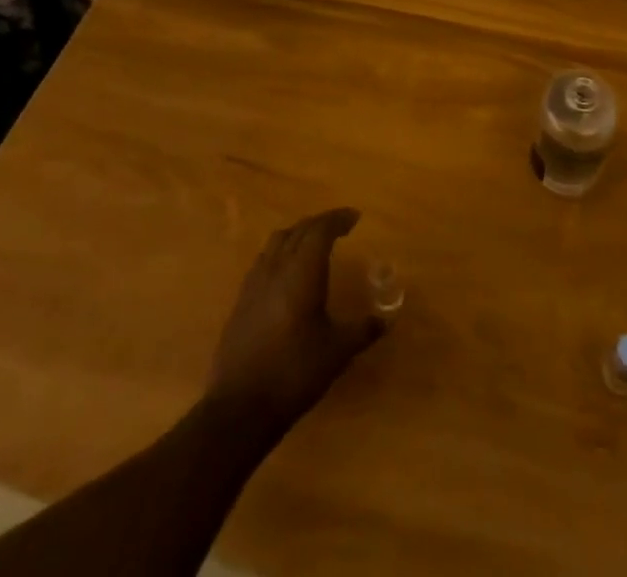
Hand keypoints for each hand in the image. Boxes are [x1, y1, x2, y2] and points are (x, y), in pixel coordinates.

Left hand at [207, 208, 386, 430]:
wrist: (240, 408)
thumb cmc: (295, 372)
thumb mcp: (337, 352)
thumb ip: (363, 331)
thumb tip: (386, 319)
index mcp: (302, 271)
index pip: (321, 230)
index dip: (338, 219)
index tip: (355, 218)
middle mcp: (277, 267)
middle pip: (299, 230)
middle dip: (320, 223)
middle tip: (339, 227)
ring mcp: (254, 283)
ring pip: (277, 241)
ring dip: (298, 234)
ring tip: (312, 243)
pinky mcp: (241, 301)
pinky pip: (263, 261)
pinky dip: (280, 253)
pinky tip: (286, 273)